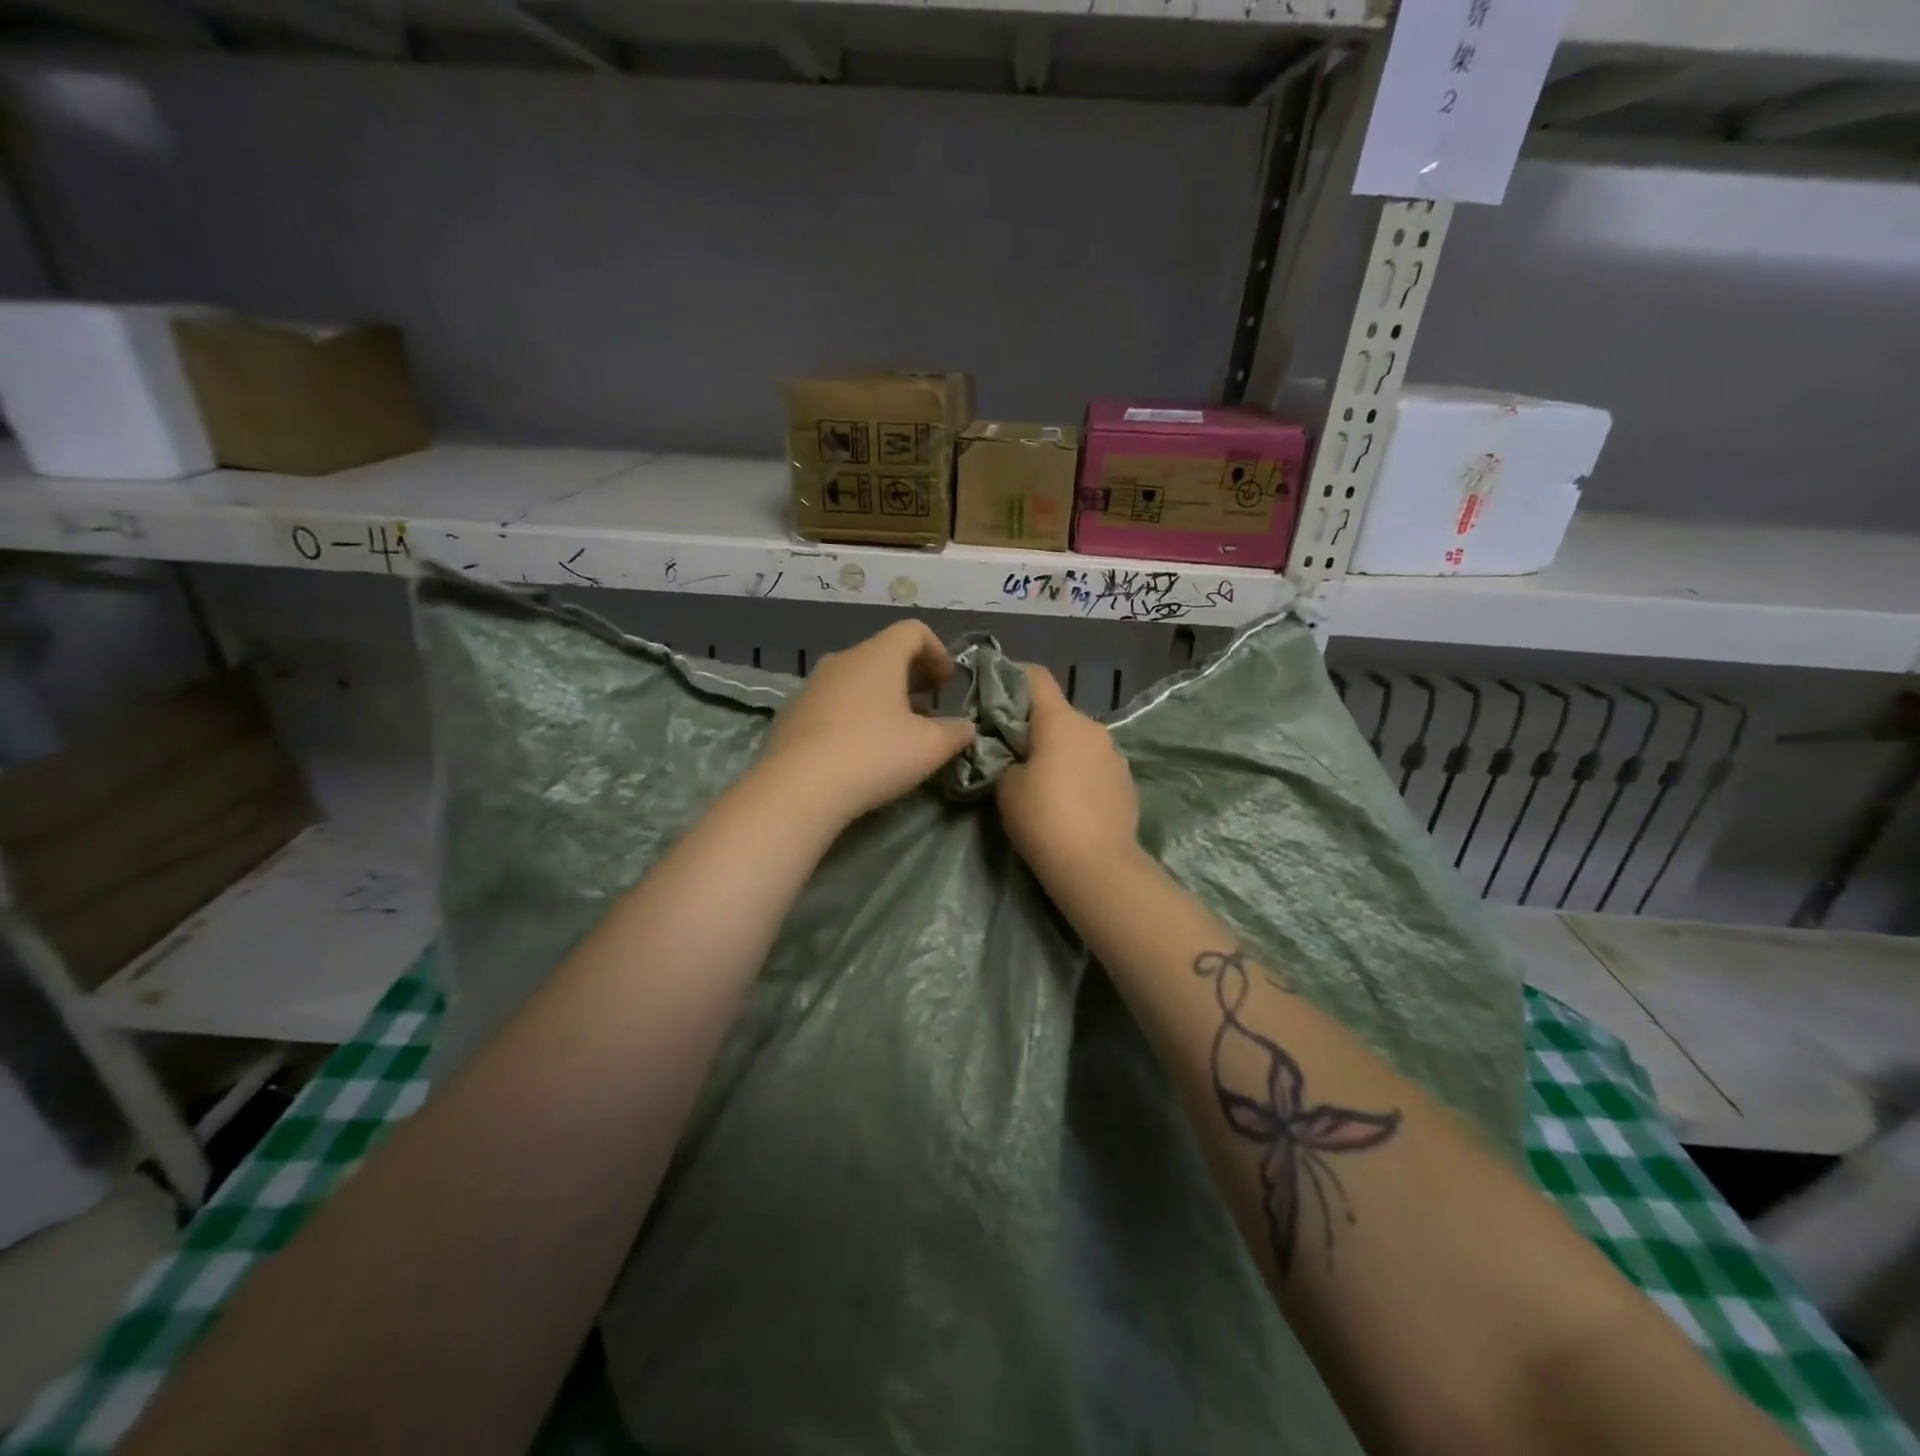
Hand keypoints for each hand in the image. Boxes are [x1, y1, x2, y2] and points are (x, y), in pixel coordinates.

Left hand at [760, 620, 976, 822]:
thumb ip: (956, 732)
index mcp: (878, 657)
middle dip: (913, 675)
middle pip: (884, 654)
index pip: (913, 631)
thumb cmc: (874, 755)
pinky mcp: (792, 714)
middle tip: (931, 704)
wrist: (798, 788)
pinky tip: (861, 747)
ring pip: (857, 679)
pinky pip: (834, 702)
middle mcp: (843, 661)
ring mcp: (812, 686)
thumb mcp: (929, 747)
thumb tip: (966, 727)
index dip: (938, 651)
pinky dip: (856, 713)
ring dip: (883, 696)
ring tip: (899, 729)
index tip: (949, 683)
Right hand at [995, 665, 1139, 884]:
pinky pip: (1095, 765)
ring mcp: (1115, 755)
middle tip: (1010, 750)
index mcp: (1061, 720)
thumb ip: (1006, 759)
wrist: (1097, 866)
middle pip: (1057, 712)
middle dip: (1033, 725)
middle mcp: (1093, 728)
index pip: (1036, 677)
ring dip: (1059, 750)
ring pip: (1078, 740)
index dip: (1011, 676)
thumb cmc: (1043, 818)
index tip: (992, 692)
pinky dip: (1079, 772)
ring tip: (1041, 780)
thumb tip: (1017, 757)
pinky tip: (1069, 801)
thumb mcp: (1006, 786)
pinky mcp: (1127, 781)